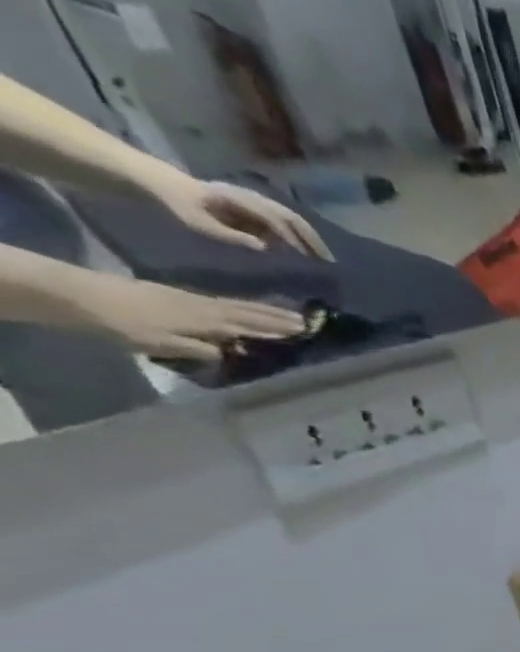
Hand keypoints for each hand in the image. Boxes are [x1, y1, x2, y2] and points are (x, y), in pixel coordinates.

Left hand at [74, 275, 307, 360]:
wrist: (82, 298)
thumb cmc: (123, 325)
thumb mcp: (163, 343)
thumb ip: (199, 348)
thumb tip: (230, 353)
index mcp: (204, 320)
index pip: (249, 325)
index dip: (276, 328)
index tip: (303, 330)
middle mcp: (203, 308)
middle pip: (246, 312)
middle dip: (276, 317)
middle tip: (305, 320)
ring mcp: (190, 301)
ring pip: (236, 306)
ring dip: (263, 311)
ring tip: (286, 314)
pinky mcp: (179, 299)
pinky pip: (221, 304)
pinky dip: (241, 308)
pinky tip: (245, 310)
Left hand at [140, 170, 331, 259]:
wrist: (163, 184)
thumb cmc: (180, 205)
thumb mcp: (199, 223)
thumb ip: (230, 235)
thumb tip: (264, 247)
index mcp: (241, 200)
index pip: (274, 219)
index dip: (292, 239)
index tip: (306, 259)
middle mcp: (253, 198)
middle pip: (291, 218)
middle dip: (312, 239)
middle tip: (329, 261)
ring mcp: (255, 202)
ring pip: (291, 219)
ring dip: (309, 238)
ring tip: (322, 257)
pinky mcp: (254, 209)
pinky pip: (283, 222)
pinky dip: (298, 236)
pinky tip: (304, 250)